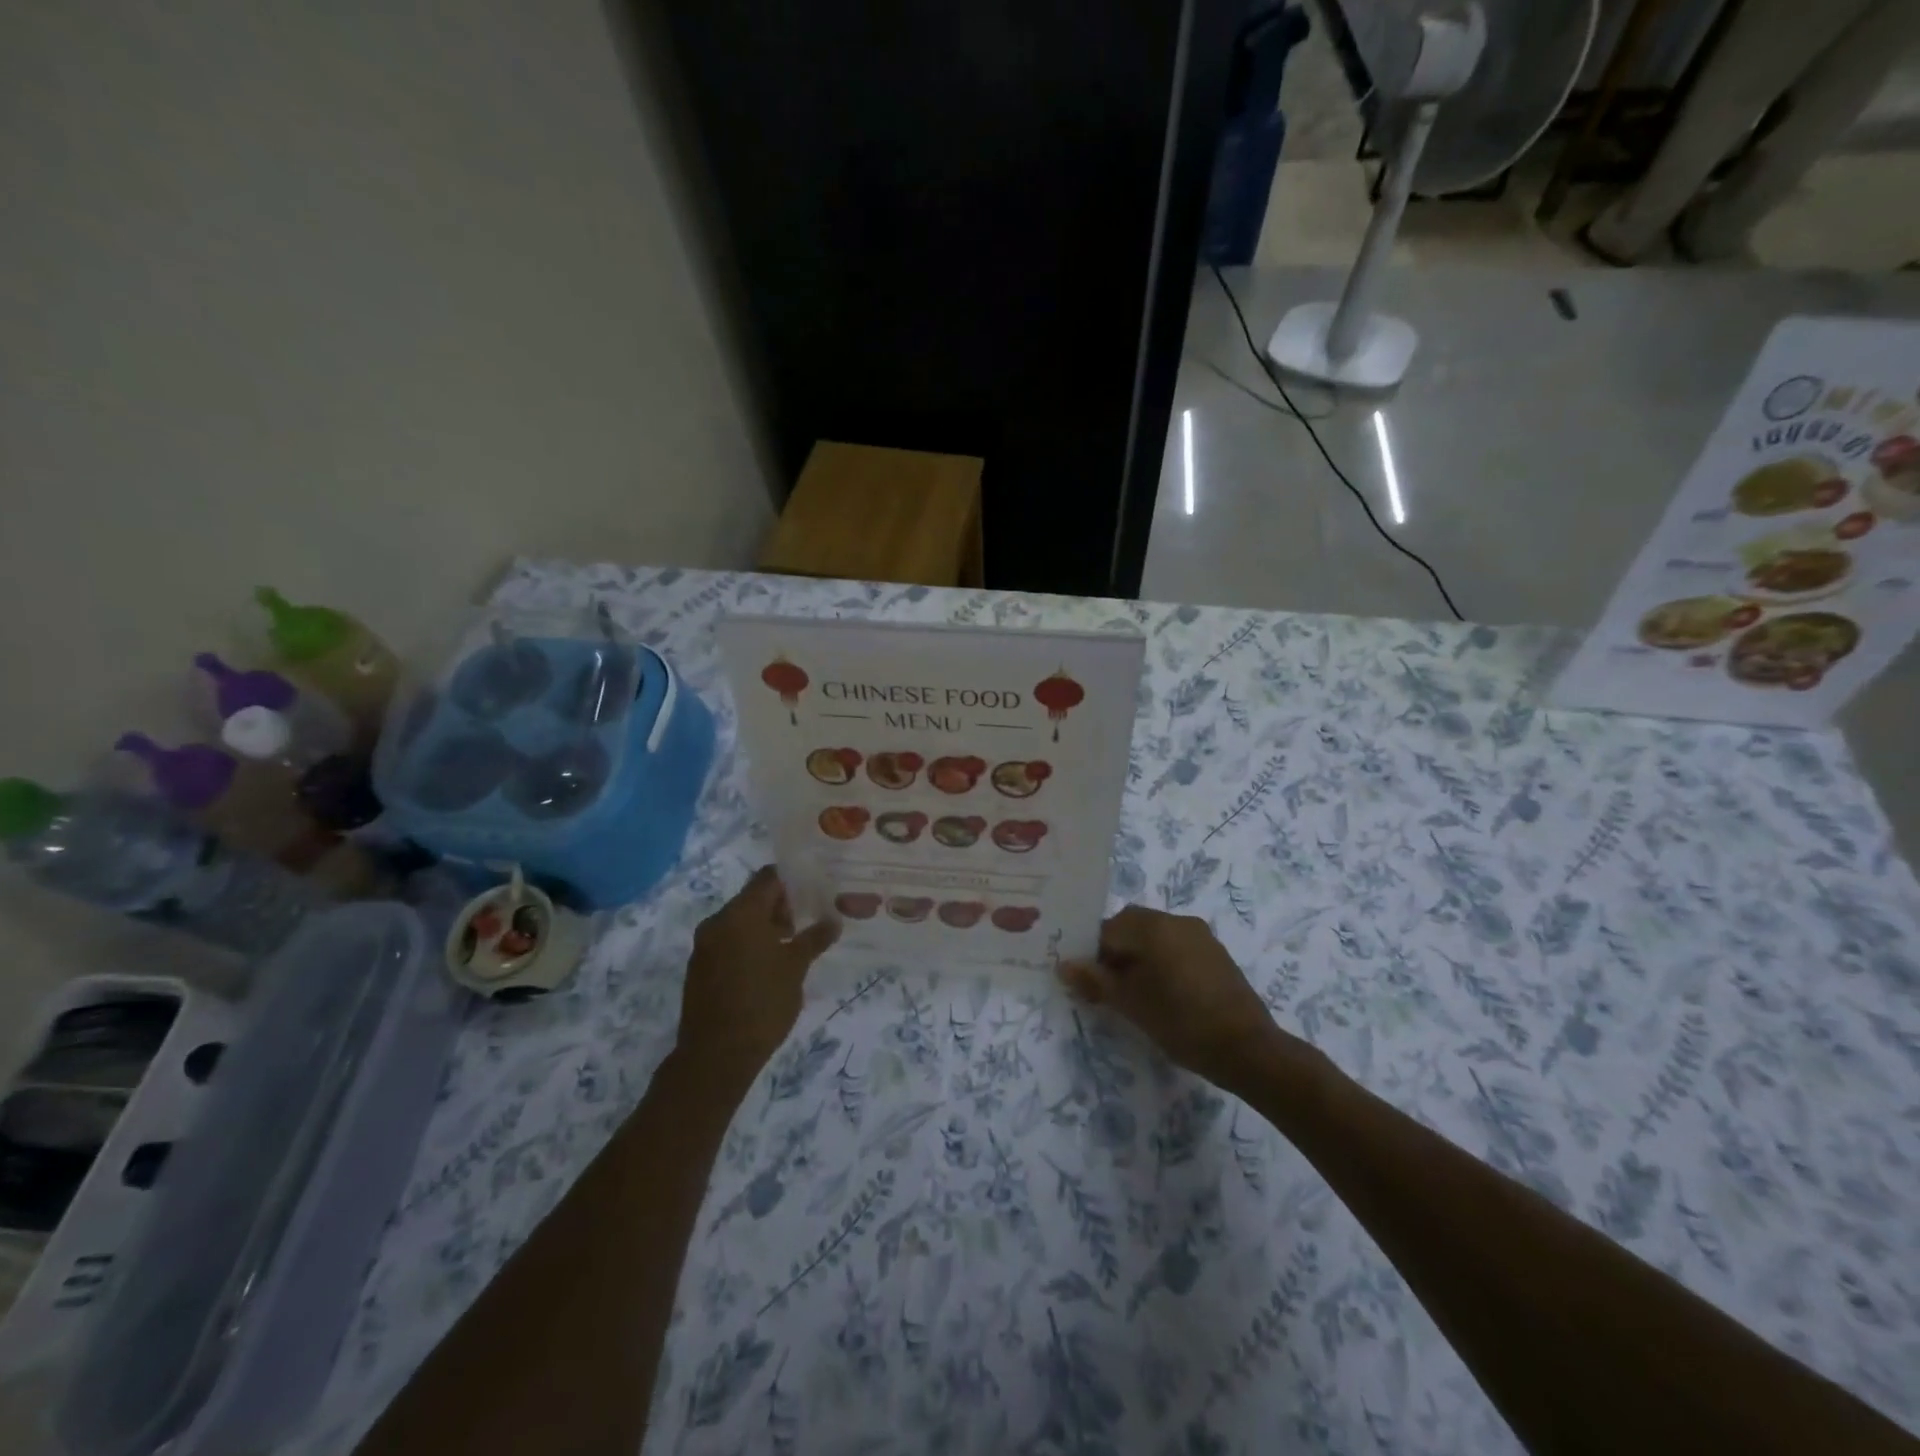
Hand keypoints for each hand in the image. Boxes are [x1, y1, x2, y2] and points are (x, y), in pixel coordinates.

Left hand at [677, 867, 838, 1081]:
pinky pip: (728, 942)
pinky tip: (768, 967)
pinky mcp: (699, 968)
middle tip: (807, 923)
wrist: (716, 1055)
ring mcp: (704, 945)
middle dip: (780, 907)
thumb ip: (814, 938)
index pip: (768, 878)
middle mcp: (717, 922)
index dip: (792, 881)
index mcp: (740, 913)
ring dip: (764, 927)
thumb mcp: (796, 968)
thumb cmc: (762, 1003)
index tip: (814, 891)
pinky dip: (748, 945)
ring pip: (739, 922)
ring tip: (791, 947)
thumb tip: (833, 921)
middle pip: (752, 898)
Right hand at [1061, 905, 1291, 1088]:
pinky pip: (1176, 946)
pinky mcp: (1215, 952)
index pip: (1107, 929)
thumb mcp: (1131, 1004)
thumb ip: (1095, 981)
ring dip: (1138, 956)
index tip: (1089, 983)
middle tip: (1108, 989)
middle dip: (1115, 953)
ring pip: (1154, 936)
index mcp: (1153, 926)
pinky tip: (1164, 994)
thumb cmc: (1181, 1022)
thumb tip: (1064, 965)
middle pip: (1131, 926)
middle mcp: (1176, 920)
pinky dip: (1161, 961)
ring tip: (1135, 994)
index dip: (1092, 955)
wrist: (1248, 1049)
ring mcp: (1199, 935)